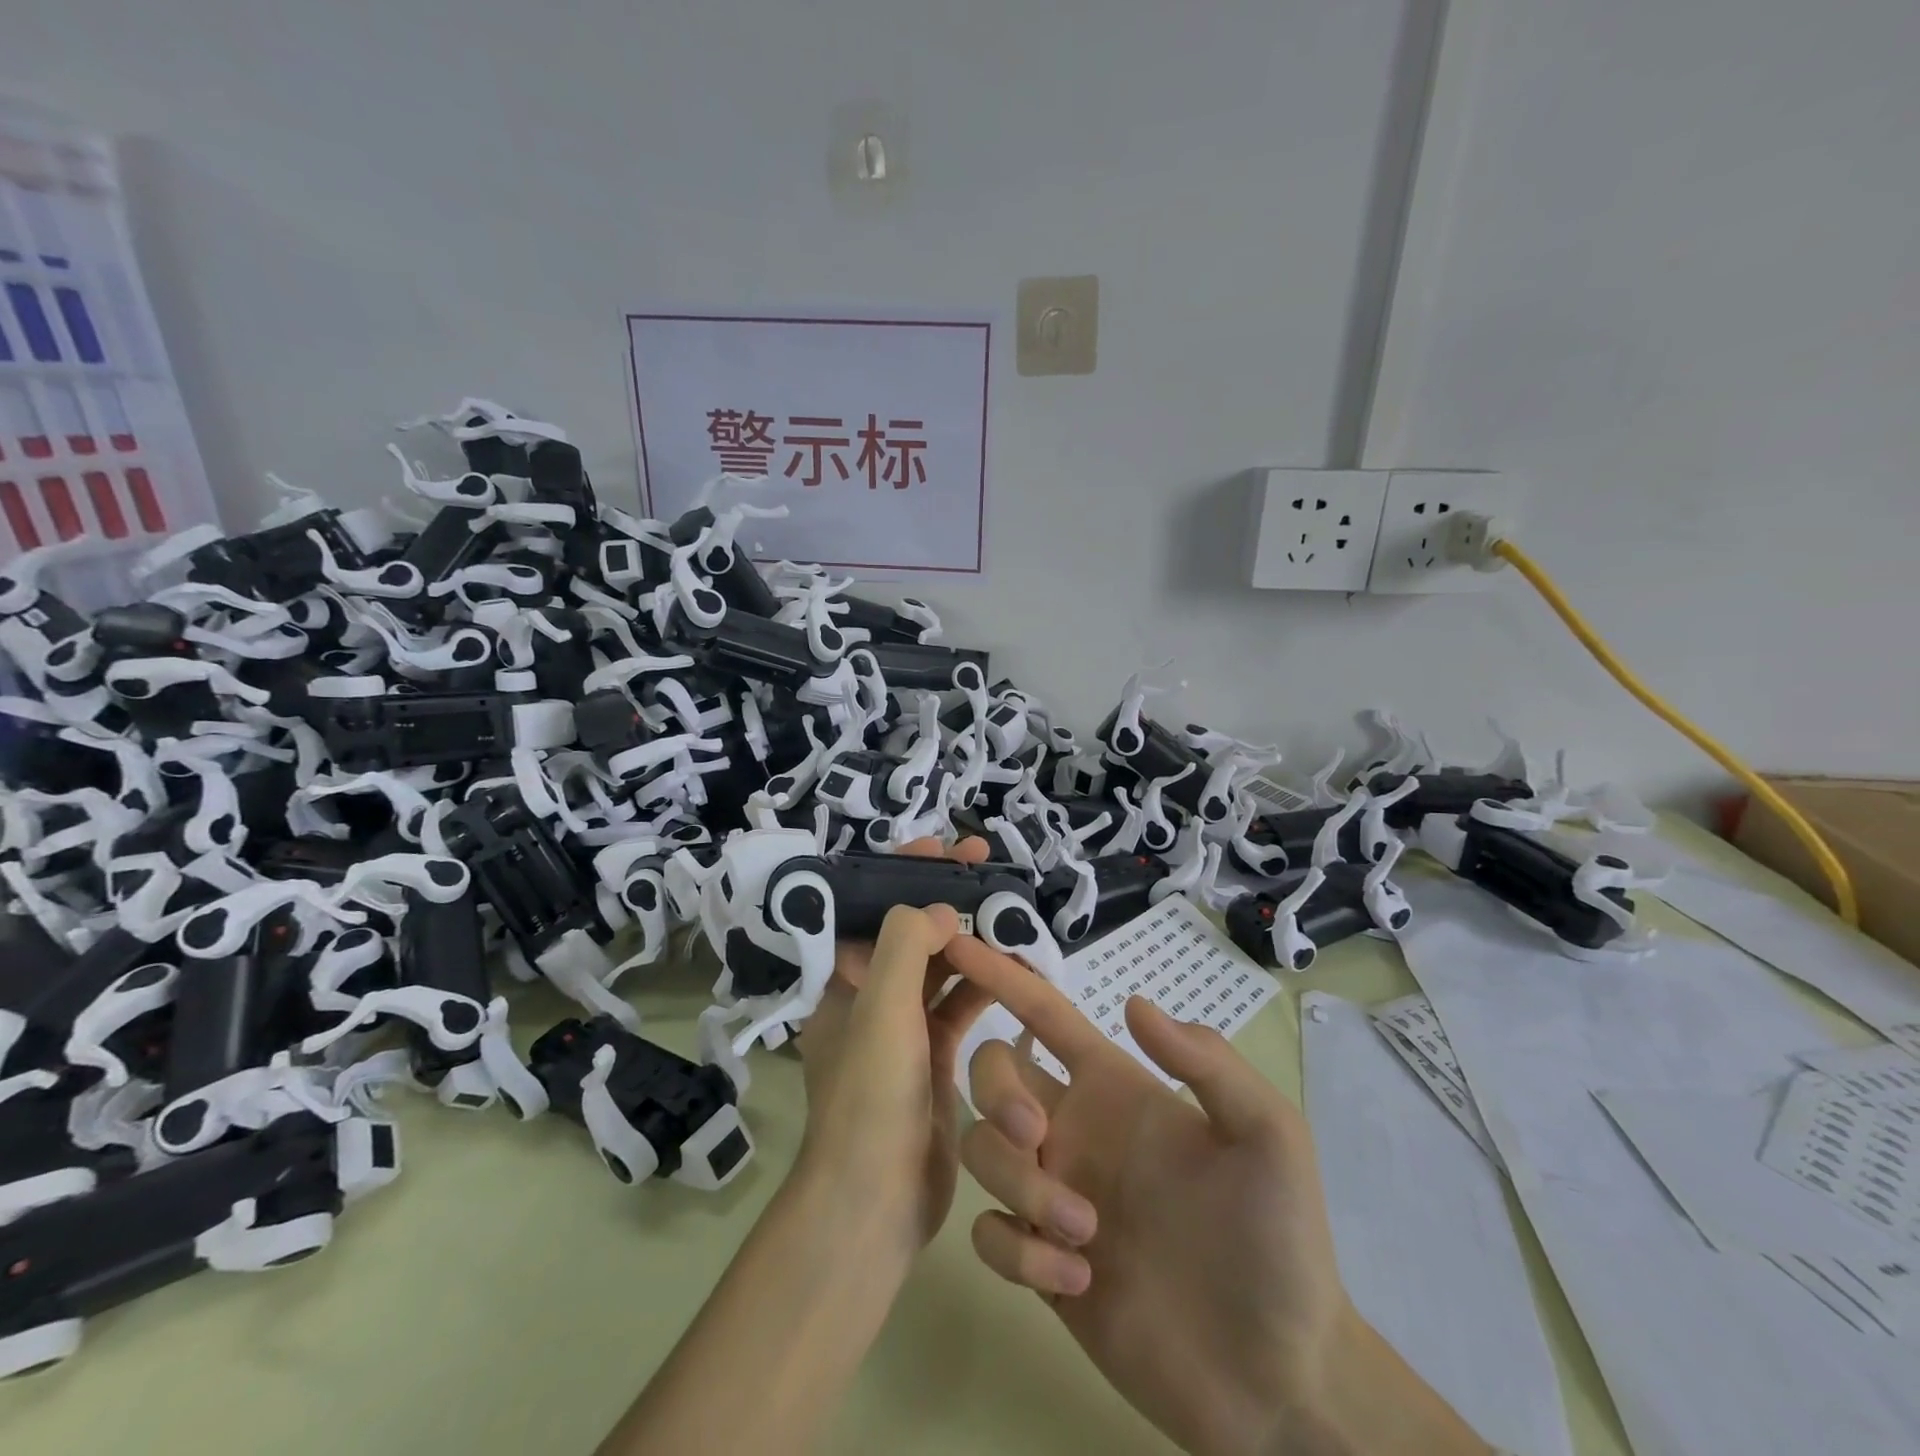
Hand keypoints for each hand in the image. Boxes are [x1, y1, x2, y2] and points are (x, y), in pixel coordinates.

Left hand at [793, 837, 992, 1258]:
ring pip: (939, 967)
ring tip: (1010, 910)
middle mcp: (868, 997)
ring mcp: (902, 1028)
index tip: (943, 847)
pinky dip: (984, 984)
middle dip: (945, 897)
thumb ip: (908, 943)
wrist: (876, 1201)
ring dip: (970, 939)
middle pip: (910, 931)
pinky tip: (1017, 966)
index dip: (903, 870)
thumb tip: (942, 909)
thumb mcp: (882, 1008)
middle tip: (987, 866)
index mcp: (842, 980)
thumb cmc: (872, 1096)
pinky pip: (960, 1005)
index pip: (870, 906)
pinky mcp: (933, 1057)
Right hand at [944, 940, 1351, 1455]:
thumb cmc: (1278, 1240)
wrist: (1277, 1376)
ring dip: (1018, 1183)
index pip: (1042, 1013)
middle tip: (1037, 1133)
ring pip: (982, 1151)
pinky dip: (1018, 1252)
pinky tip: (1077, 1280)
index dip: (1001, 974)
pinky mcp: (1040, 1264)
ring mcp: (1052, 1194)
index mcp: (1114, 1087)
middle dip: (996, 1090)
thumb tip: (1132, 1003)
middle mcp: (1073, 1127)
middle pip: (991, 1072)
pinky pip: (989, 1233)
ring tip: (1084, 1232)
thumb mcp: (1268, 1134)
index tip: (957, 944)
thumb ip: (1207, 1063)